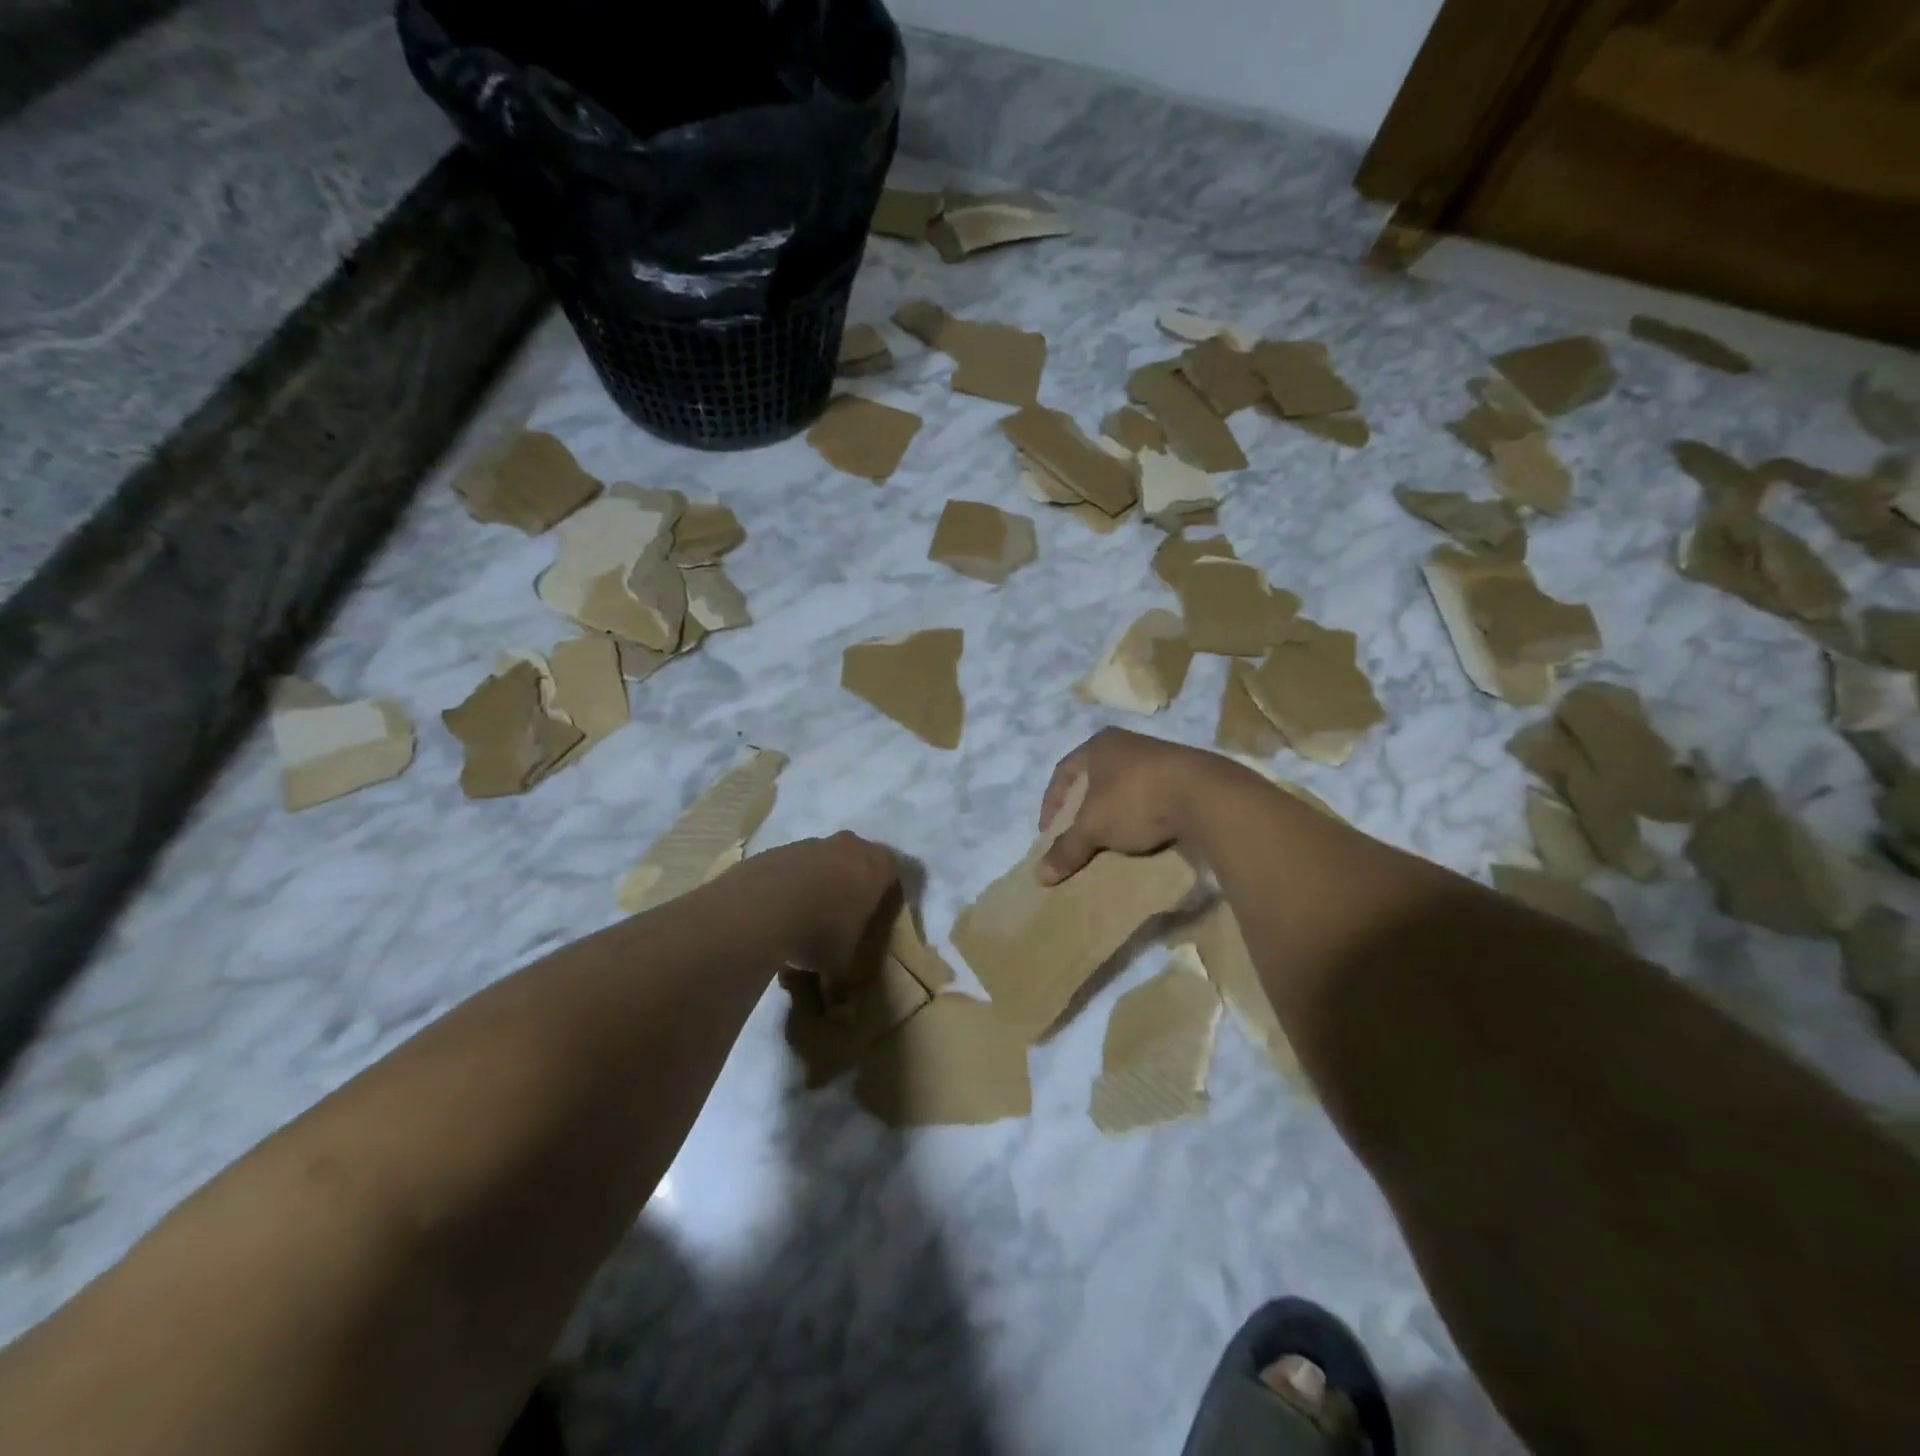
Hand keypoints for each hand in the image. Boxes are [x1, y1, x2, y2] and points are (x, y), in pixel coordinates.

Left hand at [746, 832, 899, 984]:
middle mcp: (849, 846)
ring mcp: (810, 843)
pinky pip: (790, 869)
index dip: (883, 896)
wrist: (764, 907)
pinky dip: (787, 887)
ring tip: (802, 922)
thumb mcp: (844, 964)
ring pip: (820, 862)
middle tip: (840, 920)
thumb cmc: (823, 931)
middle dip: (849, 886)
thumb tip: (841, 1002)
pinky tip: (776, 915)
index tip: (873, 919)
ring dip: (816, 885)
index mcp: (878, 866)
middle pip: (855, 862)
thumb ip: (847, 976)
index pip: (892, 873)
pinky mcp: (777, 850)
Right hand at [1035, 729, 1219, 885]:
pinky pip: (1150, 796)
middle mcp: (1127, 743)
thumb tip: (1039, 876)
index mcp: (1099, 745)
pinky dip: (1140, 816)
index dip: (1051, 804)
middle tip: (1076, 835)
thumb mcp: (1094, 827)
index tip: (1048, 833)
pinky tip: (1141, 836)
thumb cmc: (1136, 800)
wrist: (1206, 795)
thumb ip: (1067, 849)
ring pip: (1123, 787)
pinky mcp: (1185, 775)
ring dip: (1112, 813)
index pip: (1062, 772)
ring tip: (1108, 839)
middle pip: (1093, 779)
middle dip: (1081, 808)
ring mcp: (1159, 757)